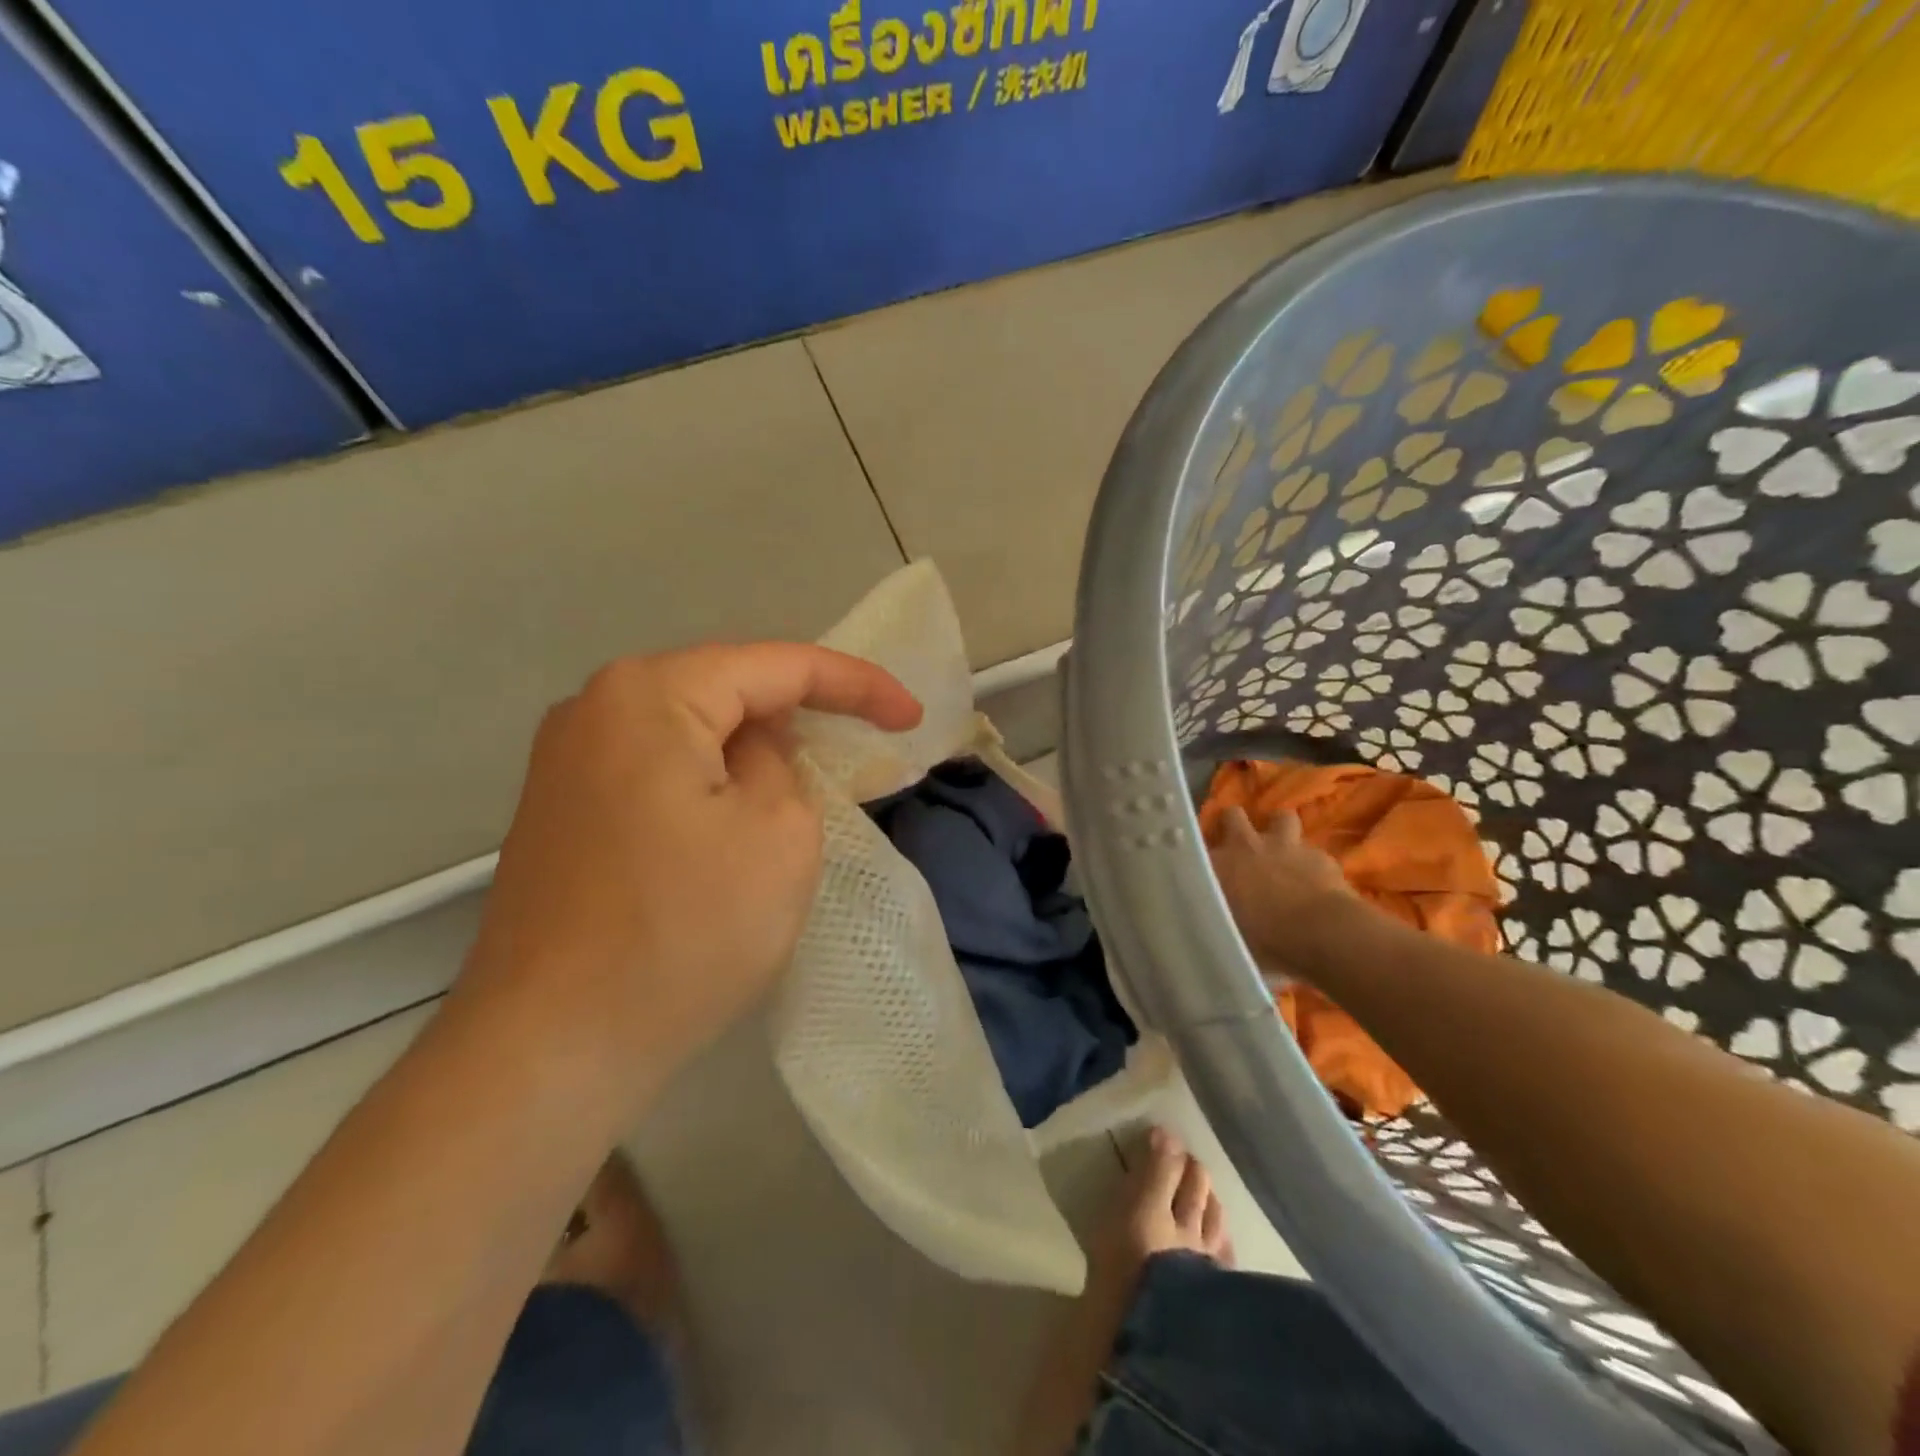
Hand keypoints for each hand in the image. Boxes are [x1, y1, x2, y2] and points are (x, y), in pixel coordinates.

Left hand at [453, 643, 921, 1106]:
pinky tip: (738, 818)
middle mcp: (594, 709)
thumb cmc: (683, 931)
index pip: (776, 665)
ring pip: (693, 734)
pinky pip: (661, 772)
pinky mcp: (563, 814)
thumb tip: (752, 753)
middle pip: (727, 690)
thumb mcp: (779, 832)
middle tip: (864, 739)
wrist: (550, 1049)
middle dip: (801, 712)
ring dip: (755, 751)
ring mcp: (567, 763)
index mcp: (649, 694)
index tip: (910, 716)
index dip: (856, 684)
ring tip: (810, 777)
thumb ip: (783, 763)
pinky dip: (713, 783)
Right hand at [1206, 805, 1356, 972]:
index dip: (1197, 855)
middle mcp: (1245, 846)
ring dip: (1279, 831)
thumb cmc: (1265, 942)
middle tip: (1238, 845)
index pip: (1194, 848)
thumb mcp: (1227, 935)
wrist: (1322, 935)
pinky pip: (1313, 852)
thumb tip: (1208, 921)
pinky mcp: (1320, 855)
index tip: (1199, 867)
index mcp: (1217, 865)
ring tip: (1281, 851)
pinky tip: (1316, 882)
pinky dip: (1312, 864)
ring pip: (1280, 818)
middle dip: (1235, 824)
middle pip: (1232, 816)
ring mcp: (1285, 846)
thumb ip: (1215, 918)